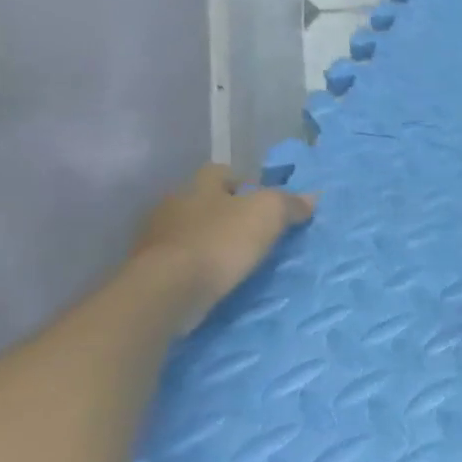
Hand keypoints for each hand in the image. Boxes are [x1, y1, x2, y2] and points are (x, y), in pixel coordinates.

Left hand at [131, 165, 315, 328]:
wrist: (169, 289)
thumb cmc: (221, 241)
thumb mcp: (268, 214)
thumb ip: (289, 203)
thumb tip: (311, 198)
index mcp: (199, 185)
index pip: (221, 172)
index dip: (244, 182)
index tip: (264, 201)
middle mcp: (173, 205)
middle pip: (204, 201)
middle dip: (227, 212)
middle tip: (256, 230)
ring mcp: (157, 238)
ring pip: (192, 230)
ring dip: (212, 240)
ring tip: (238, 258)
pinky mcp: (151, 268)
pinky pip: (182, 259)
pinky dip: (198, 265)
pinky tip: (216, 277)